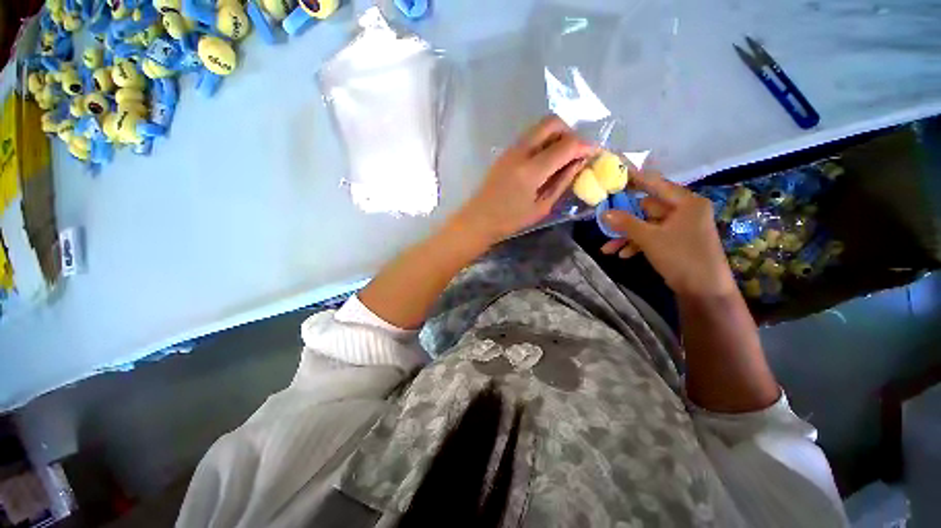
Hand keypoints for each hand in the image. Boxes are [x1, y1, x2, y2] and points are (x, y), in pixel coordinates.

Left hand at [450, 115, 594, 243]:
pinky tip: (546, 160)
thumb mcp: (541, 207)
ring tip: (563, 157)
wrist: (478, 219)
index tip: (595, 153)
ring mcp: (511, 149)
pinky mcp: (505, 152)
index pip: (566, 144)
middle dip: (571, 132)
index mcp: (531, 170)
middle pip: (552, 123)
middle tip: (576, 152)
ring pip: (540, 127)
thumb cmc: (510, 220)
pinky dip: (544, 140)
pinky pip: (530, 136)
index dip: (585, 146)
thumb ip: (562, 182)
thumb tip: (579, 163)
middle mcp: (521, 152)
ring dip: (557, 135)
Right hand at [600, 170, 736, 297]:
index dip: (634, 179)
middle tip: (603, 221)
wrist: (704, 290)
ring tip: (607, 248)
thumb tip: (603, 213)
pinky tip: (623, 255)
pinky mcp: (676, 241)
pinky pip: (652, 236)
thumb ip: (626, 223)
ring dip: (626, 236)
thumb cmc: (681, 257)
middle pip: (646, 208)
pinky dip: (637, 244)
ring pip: (646, 225)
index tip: (614, 176)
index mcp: (685, 202)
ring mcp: (680, 227)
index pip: (655, 184)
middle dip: (623, 219)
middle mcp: (684, 210)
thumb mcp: (649, 239)